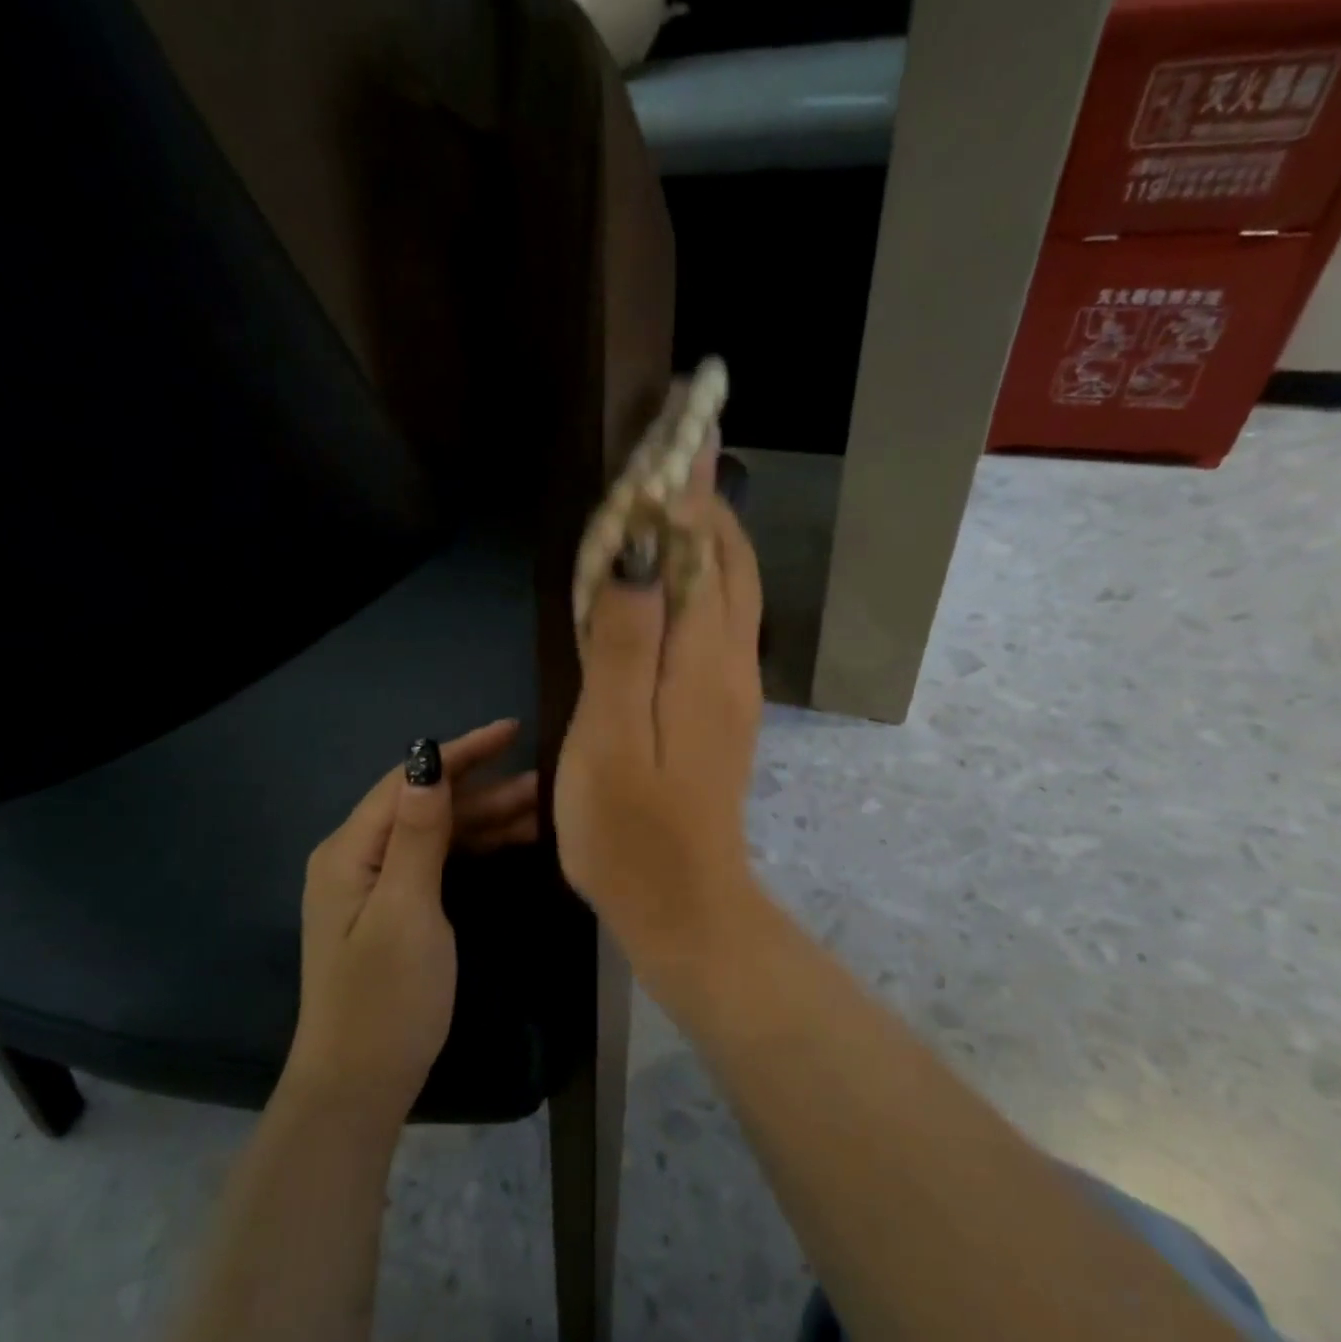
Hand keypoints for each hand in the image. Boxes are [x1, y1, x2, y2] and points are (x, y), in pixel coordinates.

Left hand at [288, 719, 537, 1117]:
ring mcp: (376, 885)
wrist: (359, 1085)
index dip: (461, 752)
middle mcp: (358, 858)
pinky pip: (438, 861)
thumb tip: (428, 757)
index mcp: (351, 851)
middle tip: (545, 780)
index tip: (511, 731)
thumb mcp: (407, 911)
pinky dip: (475, 847)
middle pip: (426, 803)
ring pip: (437, 833)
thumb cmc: (386, 999)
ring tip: (542, 807)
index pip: (408, 780)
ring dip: (486, 817)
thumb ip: (419, 833)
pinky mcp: (395, 908)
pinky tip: (514, 842)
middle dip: (483, 787)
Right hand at [554, 449, 765, 997]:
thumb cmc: (630, 829)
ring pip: (730, 594)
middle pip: (729, 566)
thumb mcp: (609, 737)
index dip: (688, 495)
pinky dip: (703, 584)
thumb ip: (624, 645)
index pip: (704, 553)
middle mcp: (729, 665)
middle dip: (707, 506)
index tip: (675, 437)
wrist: (682, 904)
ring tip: (673, 504)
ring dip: (708, 541)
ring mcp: (730, 691)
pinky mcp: (720, 714)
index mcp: (702, 662)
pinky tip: (673, 585)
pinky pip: (719, 626)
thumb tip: (637, 557)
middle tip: (675, 456)